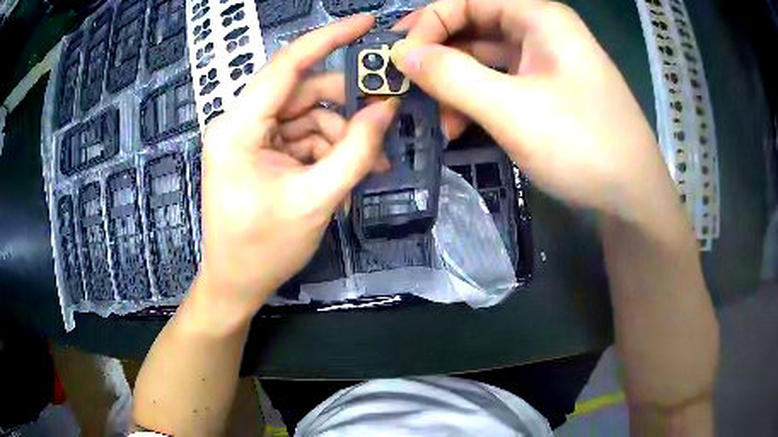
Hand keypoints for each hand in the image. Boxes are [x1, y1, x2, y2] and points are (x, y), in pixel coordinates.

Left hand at [196, 14, 397, 320]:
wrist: (236, 284)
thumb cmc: (264, 249)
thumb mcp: (316, 200)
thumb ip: (355, 150)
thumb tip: (385, 107)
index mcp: (238, 127)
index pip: (287, 65)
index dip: (329, 38)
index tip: (366, 24)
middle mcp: (240, 123)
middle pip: (303, 94)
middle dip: (346, 109)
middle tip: (385, 122)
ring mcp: (250, 138)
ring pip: (307, 118)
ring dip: (341, 137)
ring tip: (371, 165)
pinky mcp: (260, 153)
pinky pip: (301, 138)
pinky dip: (328, 151)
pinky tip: (348, 173)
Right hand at [391, 0, 682, 221]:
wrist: (632, 198)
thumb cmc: (583, 146)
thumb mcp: (512, 109)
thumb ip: (452, 75)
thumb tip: (401, 53)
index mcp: (538, 17)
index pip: (465, 1)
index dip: (427, 25)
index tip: (397, 59)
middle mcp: (541, 31)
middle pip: (473, 29)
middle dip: (438, 58)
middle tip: (404, 88)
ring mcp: (545, 63)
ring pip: (484, 60)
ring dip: (454, 86)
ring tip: (433, 119)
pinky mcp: (546, 91)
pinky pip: (500, 84)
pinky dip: (475, 101)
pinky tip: (457, 127)